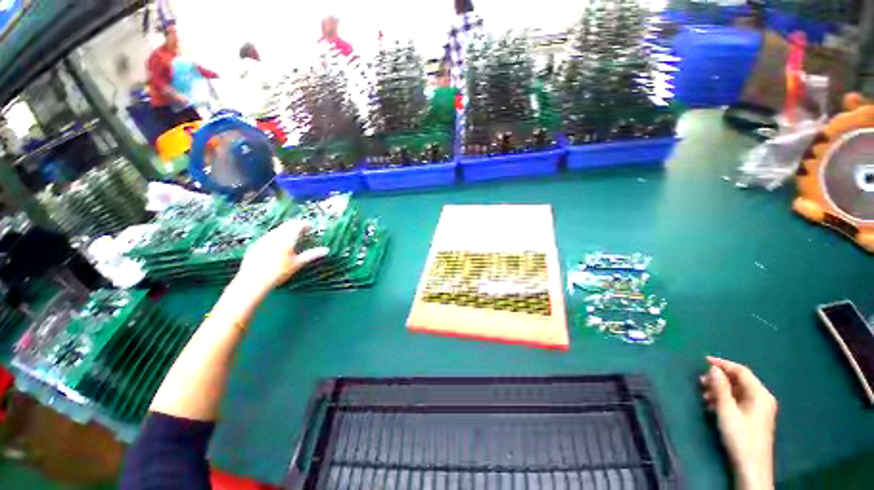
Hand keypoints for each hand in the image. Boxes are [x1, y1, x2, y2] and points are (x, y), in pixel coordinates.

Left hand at [235, 220, 328, 292]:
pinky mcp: (254, 246)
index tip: (311, 227)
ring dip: (285, 230)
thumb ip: (311, 255)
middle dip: (295, 225)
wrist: (253, 282)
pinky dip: (276, 236)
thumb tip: (326, 250)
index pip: (296, 226)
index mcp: (286, 240)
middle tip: (303, 229)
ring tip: (291, 235)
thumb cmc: (279, 273)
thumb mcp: (297, 264)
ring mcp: (262, 241)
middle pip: (286, 226)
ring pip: (276, 230)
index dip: (304, 224)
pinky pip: (267, 236)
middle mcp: (274, 237)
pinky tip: (276, 243)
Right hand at [701, 356, 776, 489]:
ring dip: (719, 390)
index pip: (741, 371)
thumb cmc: (740, 437)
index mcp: (760, 394)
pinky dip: (724, 399)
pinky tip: (712, 405)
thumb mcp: (727, 411)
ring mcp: (759, 409)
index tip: (703, 360)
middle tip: (700, 381)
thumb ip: (720, 388)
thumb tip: (713, 368)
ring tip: (703, 394)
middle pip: (739, 381)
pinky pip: (738, 401)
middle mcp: (762, 398)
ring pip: (737, 391)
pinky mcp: (753, 418)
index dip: (723, 364)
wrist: (751, 467)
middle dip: (719, 379)